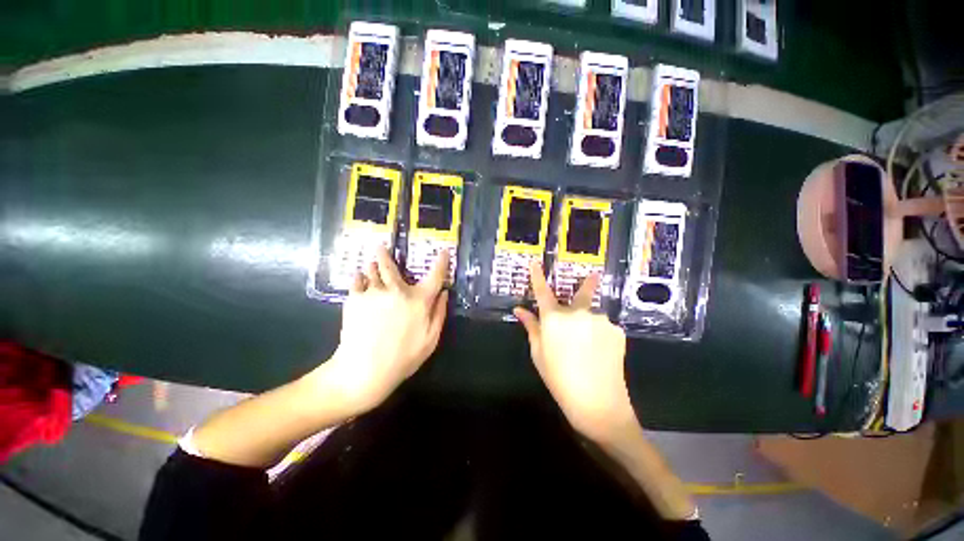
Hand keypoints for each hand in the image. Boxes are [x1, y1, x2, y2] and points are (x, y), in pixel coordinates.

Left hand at [324, 246, 448, 413]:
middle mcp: (397, 290)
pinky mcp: (354, 299)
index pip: (435, 275)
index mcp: (419, 300)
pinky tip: (358, 279)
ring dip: (372, 266)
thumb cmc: (403, 357)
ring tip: (370, 264)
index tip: (443, 251)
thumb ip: (439, 313)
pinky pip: (356, 281)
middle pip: (391, 266)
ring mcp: (374, 292)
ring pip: (372, 271)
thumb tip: (444, 293)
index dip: (441, 262)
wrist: (364, 370)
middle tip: (380, 246)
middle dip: (386, 254)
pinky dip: (358, 277)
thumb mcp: (430, 339)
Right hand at [514, 263, 632, 441]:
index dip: (537, 276)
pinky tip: (599, 352)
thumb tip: (519, 309)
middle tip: (592, 282)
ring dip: (589, 323)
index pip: (542, 292)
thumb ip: (531, 327)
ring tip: (589, 347)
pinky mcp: (617, 330)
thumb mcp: (539, 353)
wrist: (599, 404)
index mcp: (554, 319)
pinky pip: (604, 326)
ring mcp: (600, 320)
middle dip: (585, 286)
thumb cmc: (559, 379)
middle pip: (580, 294)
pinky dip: (600, 333)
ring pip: (592, 314)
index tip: (535, 262)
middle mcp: (578, 313)